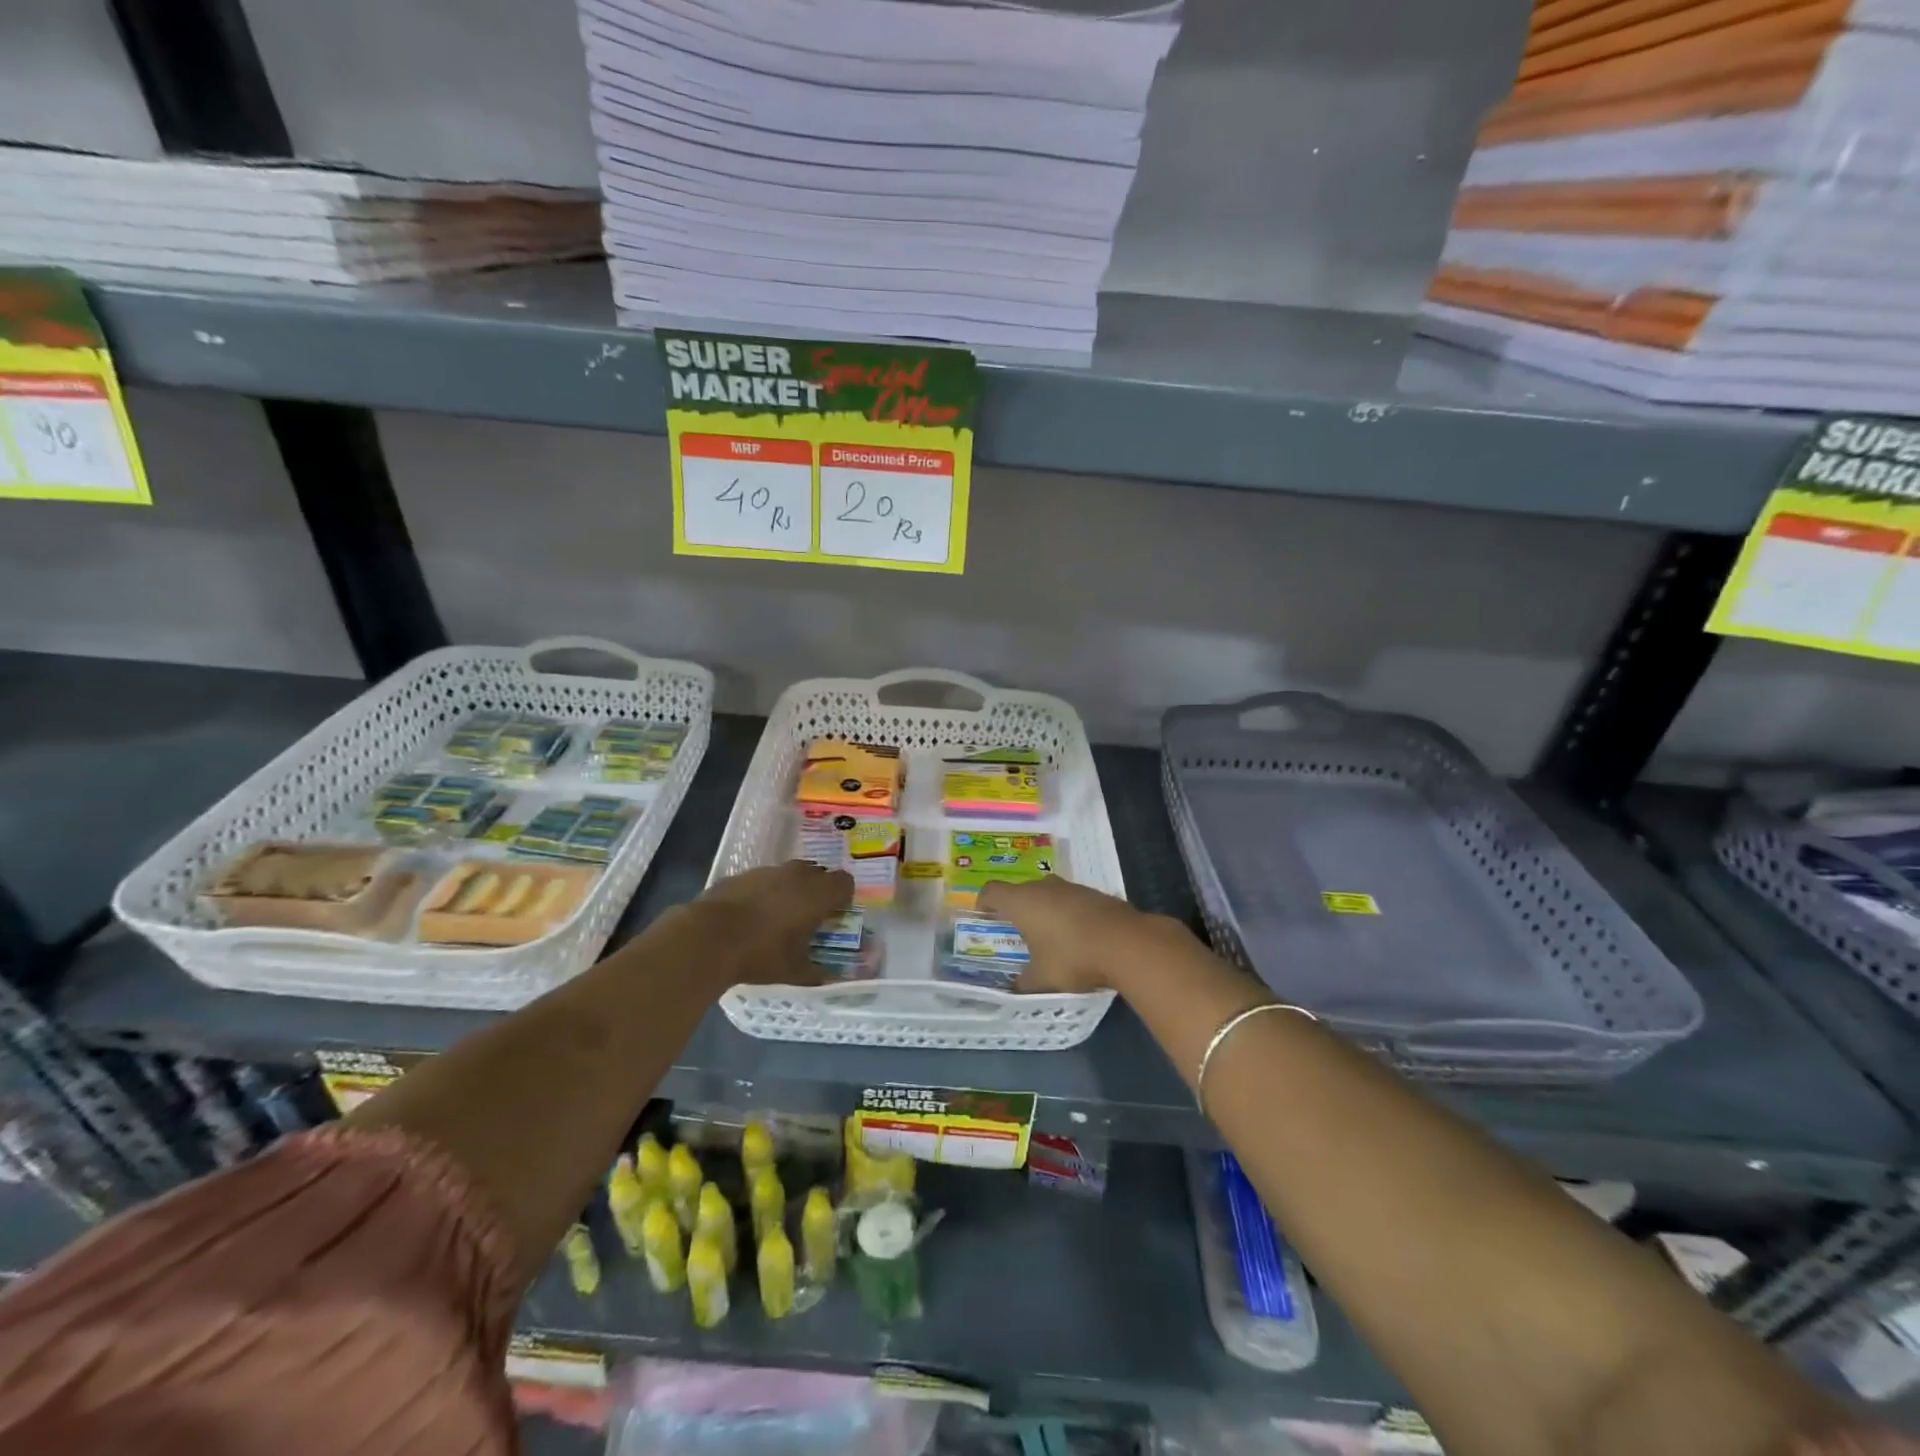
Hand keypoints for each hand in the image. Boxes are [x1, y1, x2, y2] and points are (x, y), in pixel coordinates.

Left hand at [690, 861, 853, 986]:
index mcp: (817, 895)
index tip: (835, 915)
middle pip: (819, 873)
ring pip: (790, 873)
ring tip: (779, 914)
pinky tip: (752, 914)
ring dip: (791, 888)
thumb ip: (816, 972)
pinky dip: (765, 891)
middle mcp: (797, 875)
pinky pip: (763, 879)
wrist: (707, 936)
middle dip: (818, 890)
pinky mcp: (742, 874)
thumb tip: (828, 977)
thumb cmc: (760, 953)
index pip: (845, 883)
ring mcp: (768, 871)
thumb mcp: (793, 972)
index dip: (843, 898)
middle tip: (809, 915)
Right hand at [976, 876, 1164, 994]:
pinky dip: (1068, 913)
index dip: (983, 903)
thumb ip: (1022, 984)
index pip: (991, 891)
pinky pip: (1071, 900)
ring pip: (1048, 893)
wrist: (1126, 943)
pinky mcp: (1095, 893)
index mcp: (1021, 902)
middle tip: (1016, 933)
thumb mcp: (1041, 979)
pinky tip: (1077, 937)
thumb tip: (1013, 989)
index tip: (984, 918)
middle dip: (1015, 909)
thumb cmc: (1072, 957)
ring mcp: (1071, 887)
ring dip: (1044, 910)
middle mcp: (1043, 887)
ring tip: (1047, 936)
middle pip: (1020, 891)